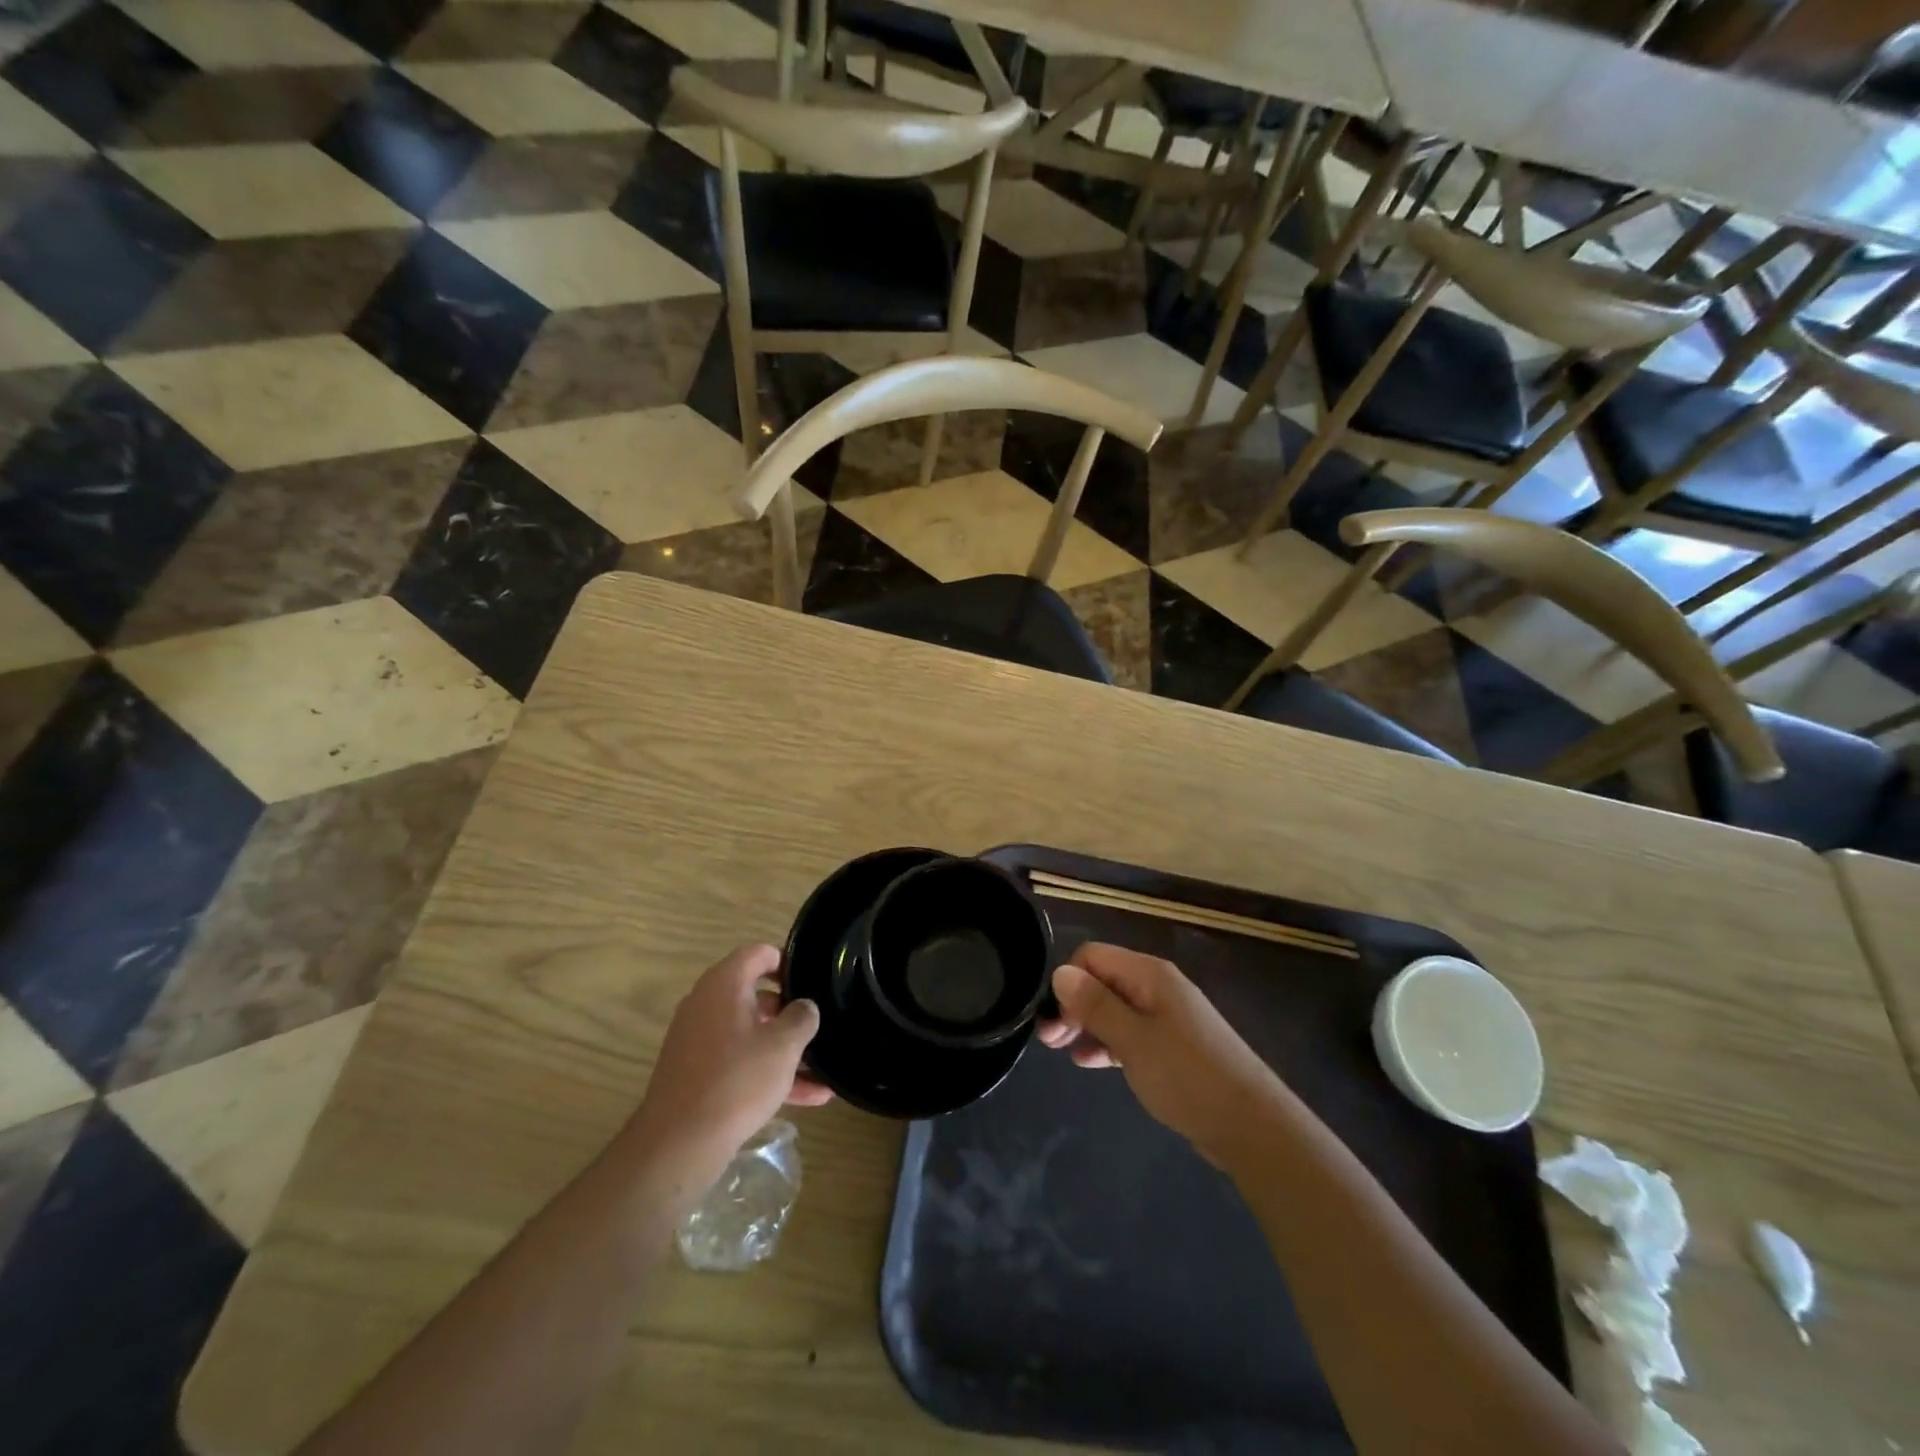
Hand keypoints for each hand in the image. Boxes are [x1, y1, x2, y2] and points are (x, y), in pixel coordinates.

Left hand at [627, 945, 830, 1181]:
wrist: (678, 1143)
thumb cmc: (737, 1080)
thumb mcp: (783, 1046)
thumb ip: (802, 1017)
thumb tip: (804, 1007)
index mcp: (725, 984)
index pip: (759, 953)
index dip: (788, 960)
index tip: (812, 978)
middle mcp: (706, 1004)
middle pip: (754, 994)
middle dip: (788, 1010)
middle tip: (818, 1023)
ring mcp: (697, 1039)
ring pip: (750, 1033)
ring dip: (783, 1048)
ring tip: (822, 1068)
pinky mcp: (695, 1072)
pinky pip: (738, 1060)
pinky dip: (766, 1071)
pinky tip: (808, 1098)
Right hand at [1037, 943, 1292, 1167]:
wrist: (1251, 1125)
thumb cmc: (1186, 1076)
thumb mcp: (1132, 1039)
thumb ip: (1095, 1004)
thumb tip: (1060, 972)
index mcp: (1149, 974)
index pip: (1092, 956)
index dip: (1068, 982)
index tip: (1056, 1021)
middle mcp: (1158, 986)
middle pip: (1103, 980)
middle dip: (1073, 1005)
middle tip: (1049, 1041)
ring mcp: (1168, 1016)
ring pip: (1115, 1008)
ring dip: (1087, 1025)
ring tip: (1064, 1053)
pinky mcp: (1174, 1045)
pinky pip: (1131, 1032)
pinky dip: (1109, 1042)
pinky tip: (1090, 1063)